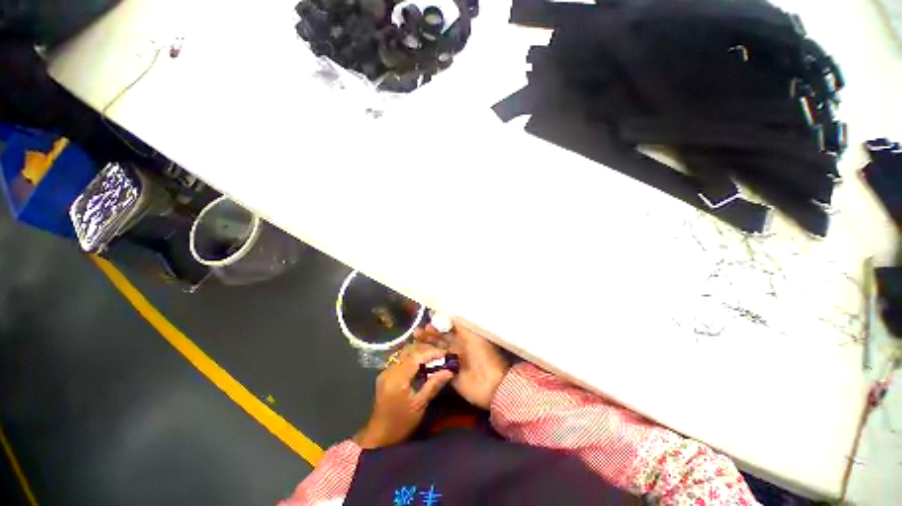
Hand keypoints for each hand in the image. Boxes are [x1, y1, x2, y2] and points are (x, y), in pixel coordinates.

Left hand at [354, 343, 453, 448]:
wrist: (380, 436)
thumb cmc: (401, 423)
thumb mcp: (420, 405)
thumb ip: (433, 384)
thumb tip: (449, 371)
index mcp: (397, 379)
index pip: (416, 356)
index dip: (431, 352)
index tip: (445, 353)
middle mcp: (389, 370)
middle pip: (409, 350)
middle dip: (426, 349)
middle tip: (441, 354)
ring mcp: (386, 370)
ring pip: (404, 352)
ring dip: (419, 351)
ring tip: (434, 356)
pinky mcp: (385, 373)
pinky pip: (401, 358)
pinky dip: (413, 357)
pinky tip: (422, 362)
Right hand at [414, 317, 509, 408]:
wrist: (490, 383)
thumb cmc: (483, 354)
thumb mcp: (473, 335)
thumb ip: (460, 325)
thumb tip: (449, 311)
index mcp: (465, 337)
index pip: (448, 329)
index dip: (438, 325)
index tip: (427, 322)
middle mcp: (458, 347)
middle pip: (440, 339)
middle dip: (429, 335)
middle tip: (417, 332)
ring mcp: (453, 361)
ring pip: (436, 352)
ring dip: (426, 347)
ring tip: (415, 342)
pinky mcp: (449, 375)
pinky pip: (436, 367)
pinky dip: (428, 362)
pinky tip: (418, 358)